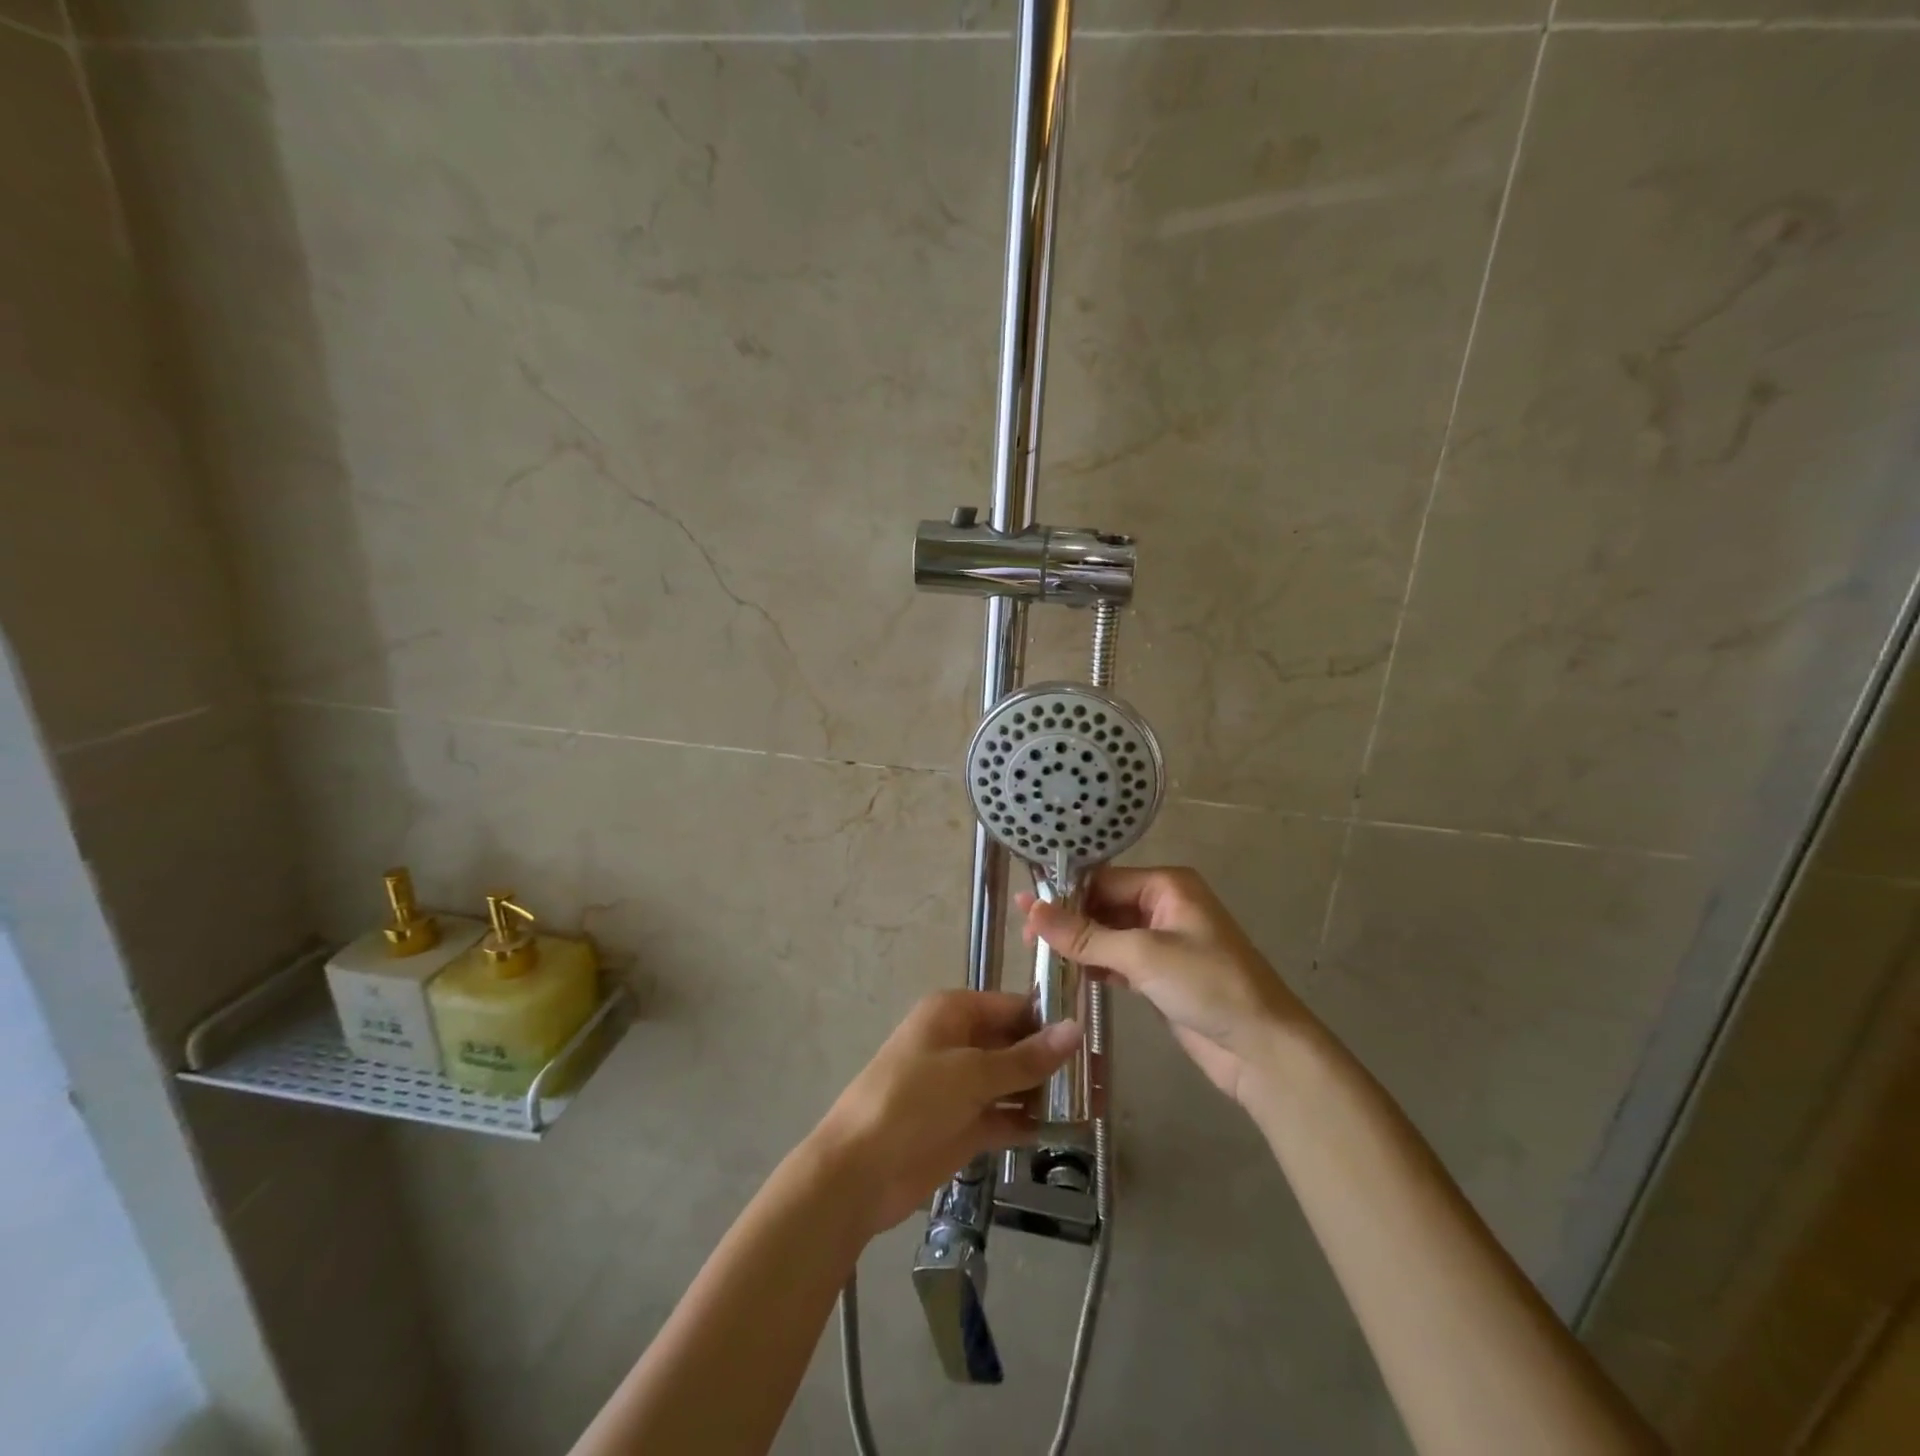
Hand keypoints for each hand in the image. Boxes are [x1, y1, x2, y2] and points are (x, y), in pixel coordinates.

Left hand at [810, 991, 1081, 1234]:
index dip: (1051, 1020)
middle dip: (1053, 1060)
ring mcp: (961, 1086)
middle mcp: (960, 1042)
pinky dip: (1028, 1121)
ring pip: (1013, 1081)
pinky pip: (1004, 1115)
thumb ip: (1025, 1058)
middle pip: (1016, 1044)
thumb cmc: (911, 1101)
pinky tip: (1064, 1131)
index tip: (1095, 1036)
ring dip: (1046, 1093)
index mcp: (954, 1013)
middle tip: (1102, 1076)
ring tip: (1094, 1104)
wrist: (858, 1171)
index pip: (1014, 1007)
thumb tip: (1075, 1029)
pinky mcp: (963, 1125)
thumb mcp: (971, 1073)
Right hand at [1022, 866, 1309, 1105]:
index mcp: (1167, 886)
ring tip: (1041, 958)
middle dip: (1069, 921)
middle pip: (1104, 905)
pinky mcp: (1162, 974)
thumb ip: (1084, 935)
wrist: (1262, 1049)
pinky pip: (1120, 959)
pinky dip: (1097, 965)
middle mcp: (1164, 905)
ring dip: (1080, 945)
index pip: (1103, 879)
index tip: (1025, 913)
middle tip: (1029, 942)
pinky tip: (1071, 975)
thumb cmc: (1208, 986)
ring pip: (1109, 934)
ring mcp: (1164, 941)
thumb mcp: (1142, 955)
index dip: (1064, 895)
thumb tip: (1030, 909)